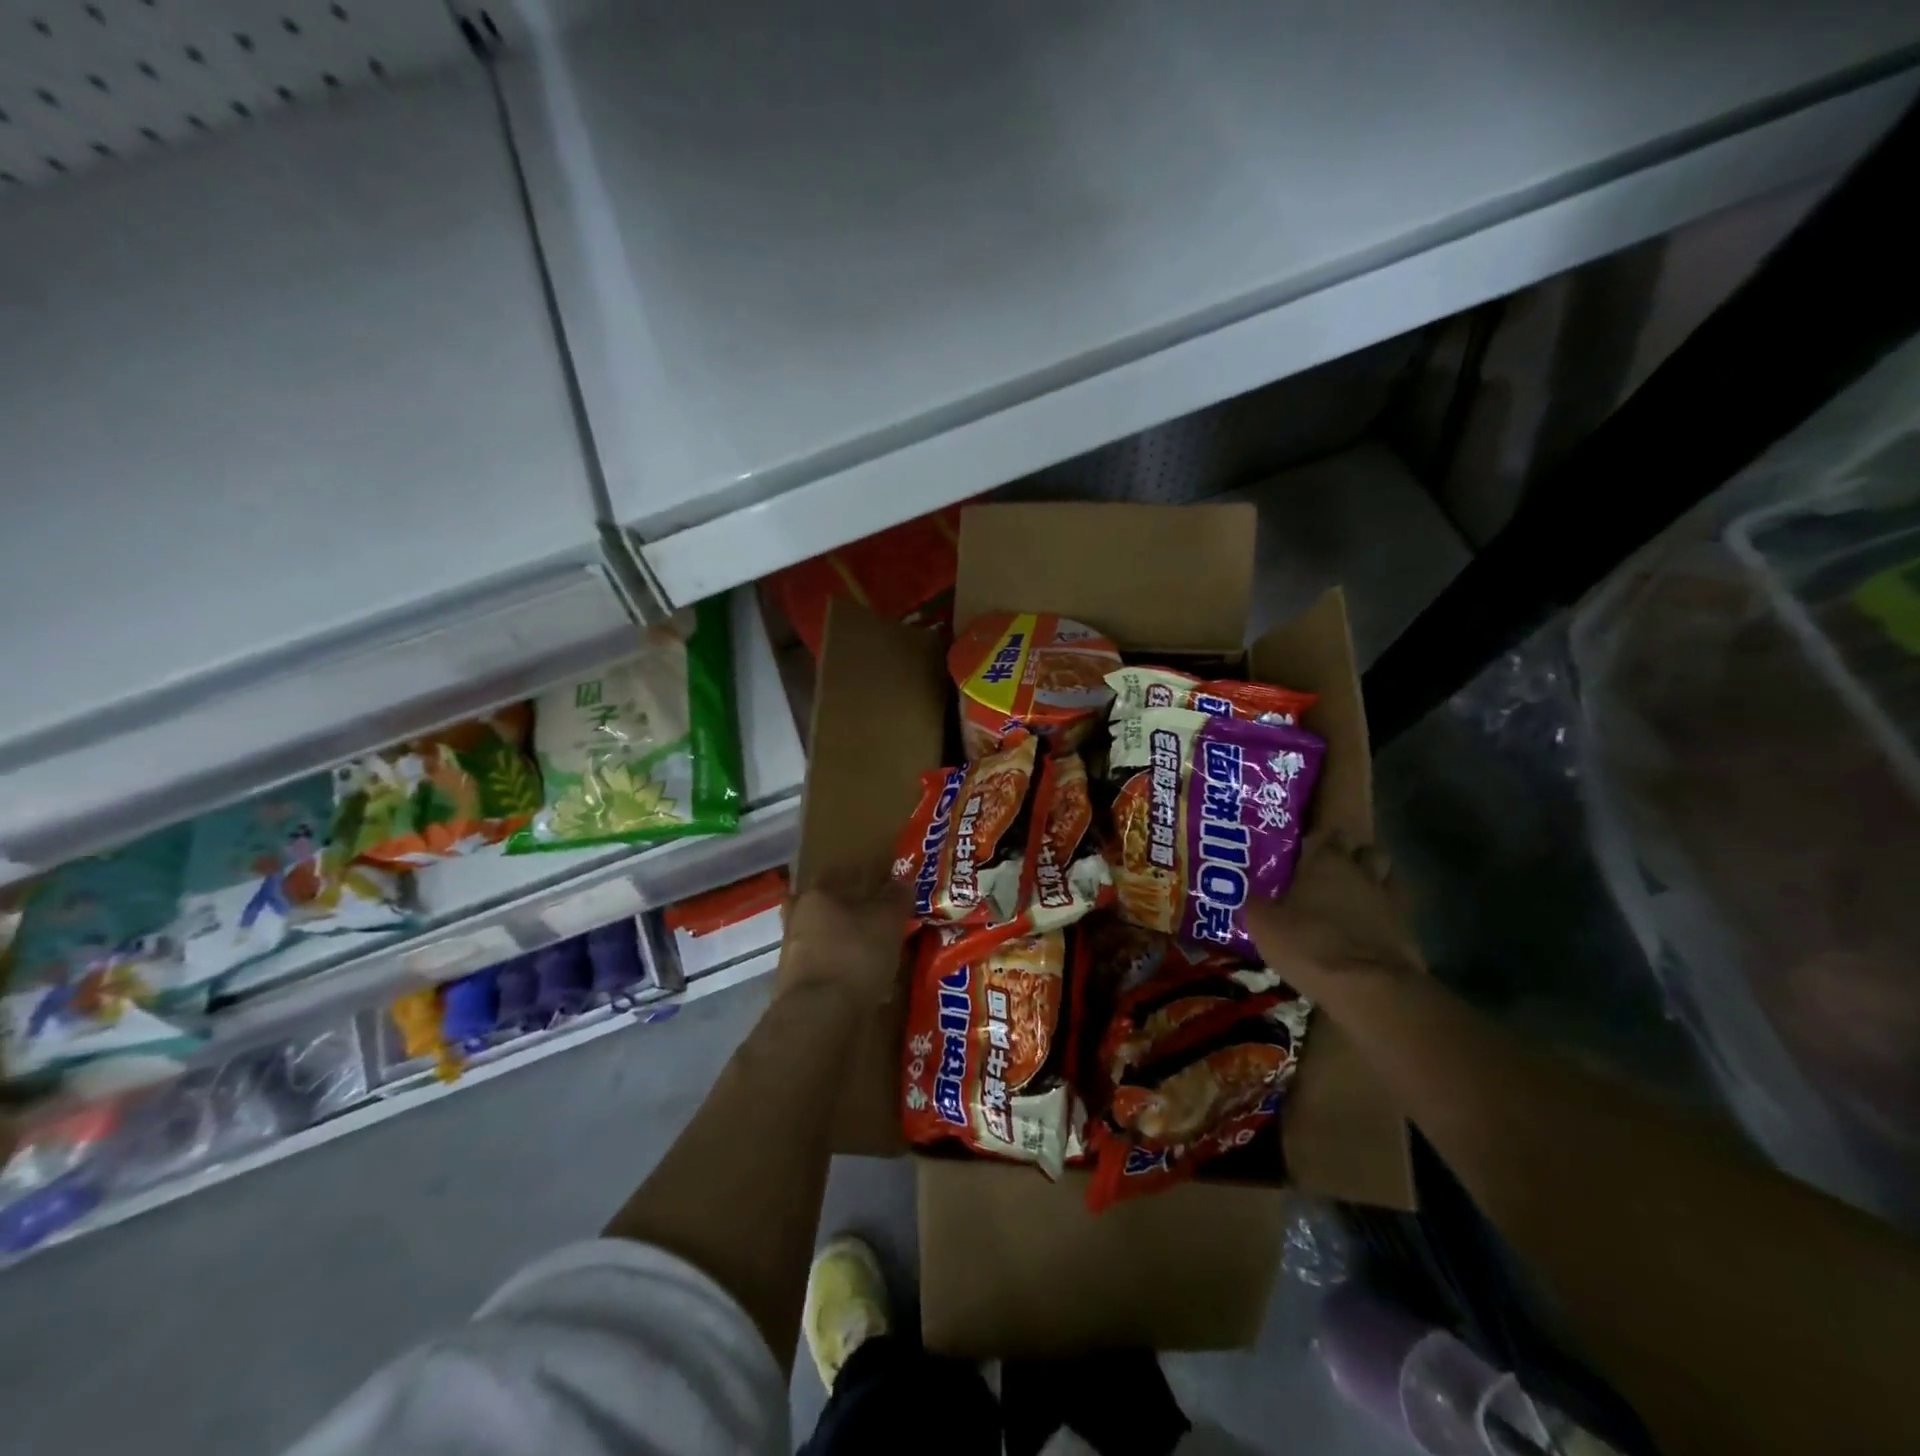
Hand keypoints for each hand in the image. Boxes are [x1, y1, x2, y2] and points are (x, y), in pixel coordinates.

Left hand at [775, 874, 912, 1007]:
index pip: (839, 881)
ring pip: (826, 944)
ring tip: (877, 963)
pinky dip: (842, 977)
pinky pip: (826, 973)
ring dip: (847, 951)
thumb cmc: (855, 954)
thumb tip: (901, 884)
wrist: (820, 1016)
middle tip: (879, 931)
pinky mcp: (792, 988)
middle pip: (828, 913)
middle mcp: (796, 921)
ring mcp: (790, 956)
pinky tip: (865, 987)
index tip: (883, 901)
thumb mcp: (888, 920)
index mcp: (815, 896)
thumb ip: (896, 897)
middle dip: (851, 922)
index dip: (864, 890)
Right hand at [1245, 833, 1424, 988]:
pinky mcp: (1409, 928)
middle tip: (1331, 872)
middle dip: (1350, 855)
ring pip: (1386, 875)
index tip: (1304, 850)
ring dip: (1373, 879)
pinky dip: (1386, 911)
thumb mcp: (1263, 924)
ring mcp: (1389, 899)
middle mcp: (1361, 871)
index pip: (1325, 833)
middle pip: (1363, 849)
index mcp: (1325, 861)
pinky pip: (1397, 908)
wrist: (1370, 989)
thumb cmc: (1309, 945)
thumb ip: (1256, 902)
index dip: (1316, 840)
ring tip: (1355, 895)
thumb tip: (1249, 894)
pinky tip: (1373, 924)